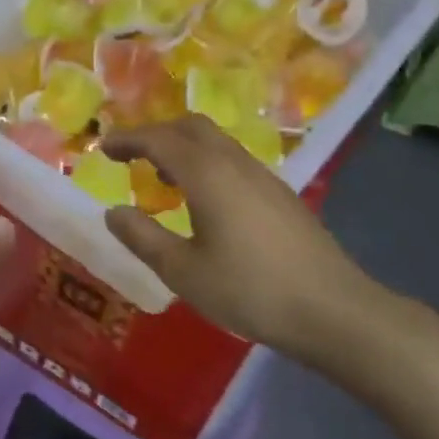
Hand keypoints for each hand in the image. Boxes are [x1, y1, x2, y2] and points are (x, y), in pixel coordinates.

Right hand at [101, 116, 383, 362]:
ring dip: (182, 147)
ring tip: (160, 176)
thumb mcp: (182, 271)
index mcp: (206, 173)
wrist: (336, 312)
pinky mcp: (281, 196)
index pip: (158, 139)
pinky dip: (204, 163)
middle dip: (155, 133)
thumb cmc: (250, 290)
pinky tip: (202, 199)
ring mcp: (263, 177)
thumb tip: (113, 212)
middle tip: (130, 154)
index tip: (102, 148)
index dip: (126, 139)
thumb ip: (143, 237)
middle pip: (190, 126)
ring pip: (215, 141)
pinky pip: (232, 160)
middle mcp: (234, 163)